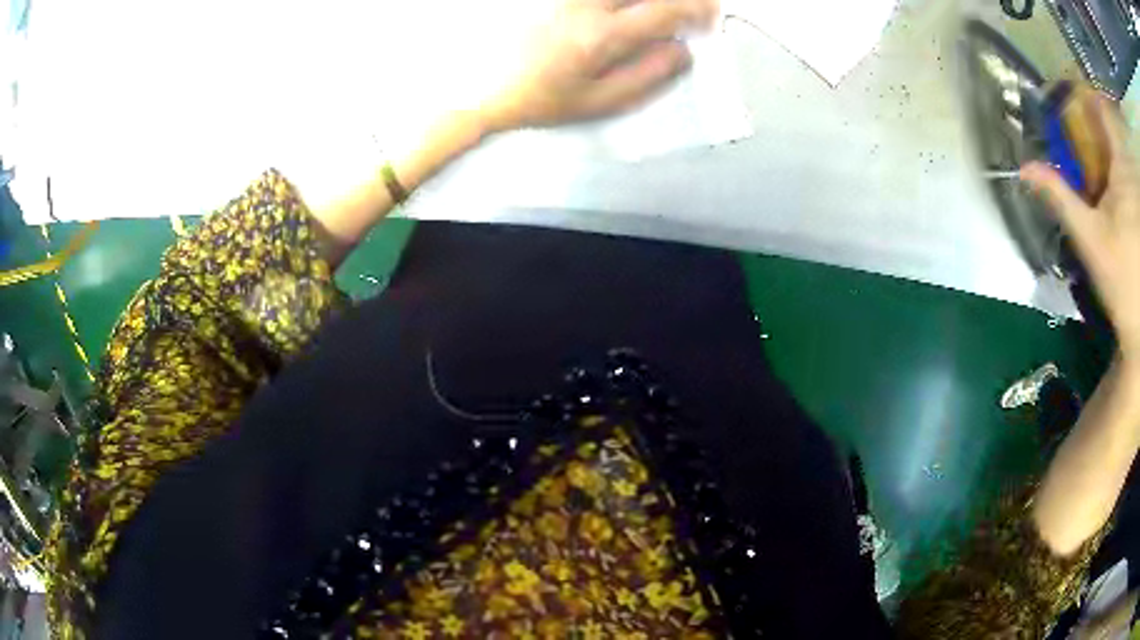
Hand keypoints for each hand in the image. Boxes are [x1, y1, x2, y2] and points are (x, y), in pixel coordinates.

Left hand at [478, 0, 717, 132]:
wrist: (483, 85)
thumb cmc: (541, 99)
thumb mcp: (600, 102)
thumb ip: (648, 76)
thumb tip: (682, 51)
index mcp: (602, 36)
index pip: (666, 9)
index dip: (698, 10)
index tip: (710, 19)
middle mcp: (586, 4)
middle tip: (693, 11)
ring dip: (650, 0)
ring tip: (662, 12)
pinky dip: (623, 1)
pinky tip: (629, 9)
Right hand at [1021, 93, 1139, 357]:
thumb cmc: (1120, 281)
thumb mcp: (1089, 240)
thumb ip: (1060, 197)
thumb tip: (1025, 169)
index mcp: (1120, 170)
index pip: (1101, 110)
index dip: (1086, 100)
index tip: (1073, 107)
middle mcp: (1130, 172)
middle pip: (1111, 131)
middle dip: (1097, 133)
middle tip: (1086, 149)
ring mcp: (1138, 193)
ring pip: (1122, 155)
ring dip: (1110, 156)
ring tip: (1102, 179)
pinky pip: (1130, 179)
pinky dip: (1121, 179)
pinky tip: (1117, 202)